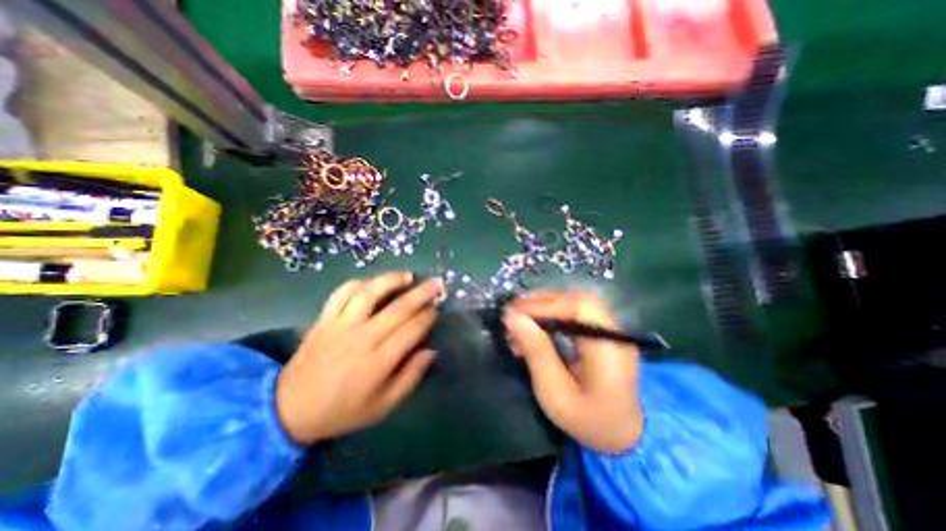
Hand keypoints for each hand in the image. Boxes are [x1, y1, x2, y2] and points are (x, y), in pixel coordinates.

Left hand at [279, 273, 444, 444]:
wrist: (289, 410)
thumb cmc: (342, 410)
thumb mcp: (383, 406)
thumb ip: (410, 378)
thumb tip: (430, 351)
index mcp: (378, 361)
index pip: (412, 329)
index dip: (428, 316)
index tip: (437, 309)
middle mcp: (362, 337)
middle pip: (398, 308)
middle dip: (422, 293)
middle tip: (436, 283)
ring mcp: (340, 325)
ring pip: (369, 293)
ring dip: (391, 280)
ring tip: (408, 275)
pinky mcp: (324, 319)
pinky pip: (342, 293)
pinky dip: (359, 283)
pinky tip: (372, 282)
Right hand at [502, 290, 642, 451]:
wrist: (622, 436)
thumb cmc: (587, 421)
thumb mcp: (555, 393)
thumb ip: (536, 352)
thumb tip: (512, 317)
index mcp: (610, 348)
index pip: (579, 308)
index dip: (544, 304)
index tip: (513, 312)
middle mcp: (613, 331)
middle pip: (576, 300)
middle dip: (540, 303)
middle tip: (512, 314)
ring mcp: (609, 330)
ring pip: (573, 303)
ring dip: (543, 308)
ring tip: (519, 323)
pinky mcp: (600, 332)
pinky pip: (573, 313)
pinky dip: (550, 315)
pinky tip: (534, 328)